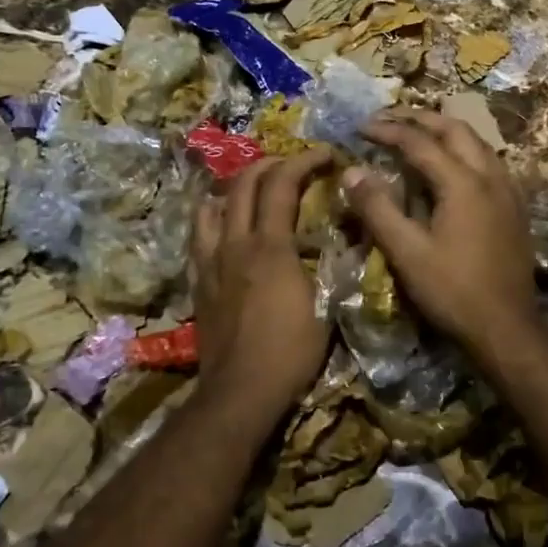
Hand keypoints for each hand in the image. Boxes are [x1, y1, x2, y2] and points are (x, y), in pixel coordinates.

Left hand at [191, 147, 334, 423]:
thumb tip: (348, 239)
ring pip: (213, 204)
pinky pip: (199, 234)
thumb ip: (333, 267)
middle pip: (244, 183)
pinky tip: (224, 223)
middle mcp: (235, 243)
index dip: (304, 160)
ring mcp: (211, 260)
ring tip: (256, 188)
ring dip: (236, 186)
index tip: (326, 153)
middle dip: (271, 163)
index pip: (282, 184)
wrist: (240, 392)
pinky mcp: (199, 280)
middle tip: (294, 166)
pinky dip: (213, 215)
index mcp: (271, 247)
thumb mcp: (327, 308)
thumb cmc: (291, 353)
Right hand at [340, 111, 540, 357]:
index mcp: (462, 183)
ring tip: (418, 133)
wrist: (507, 327)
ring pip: (477, 142)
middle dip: (420, 118)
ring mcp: (508, 190)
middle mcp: (490, 176)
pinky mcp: (516, 207)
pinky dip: (464, 150)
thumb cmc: (453, 291)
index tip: (361, 127)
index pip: (419, 142)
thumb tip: (350, 171)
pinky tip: (453, 166)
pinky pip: (489, 161)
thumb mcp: (407, 252)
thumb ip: (377, 208)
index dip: (388, 131)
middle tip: (389, 118)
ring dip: (445, 130)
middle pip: (454, 129)